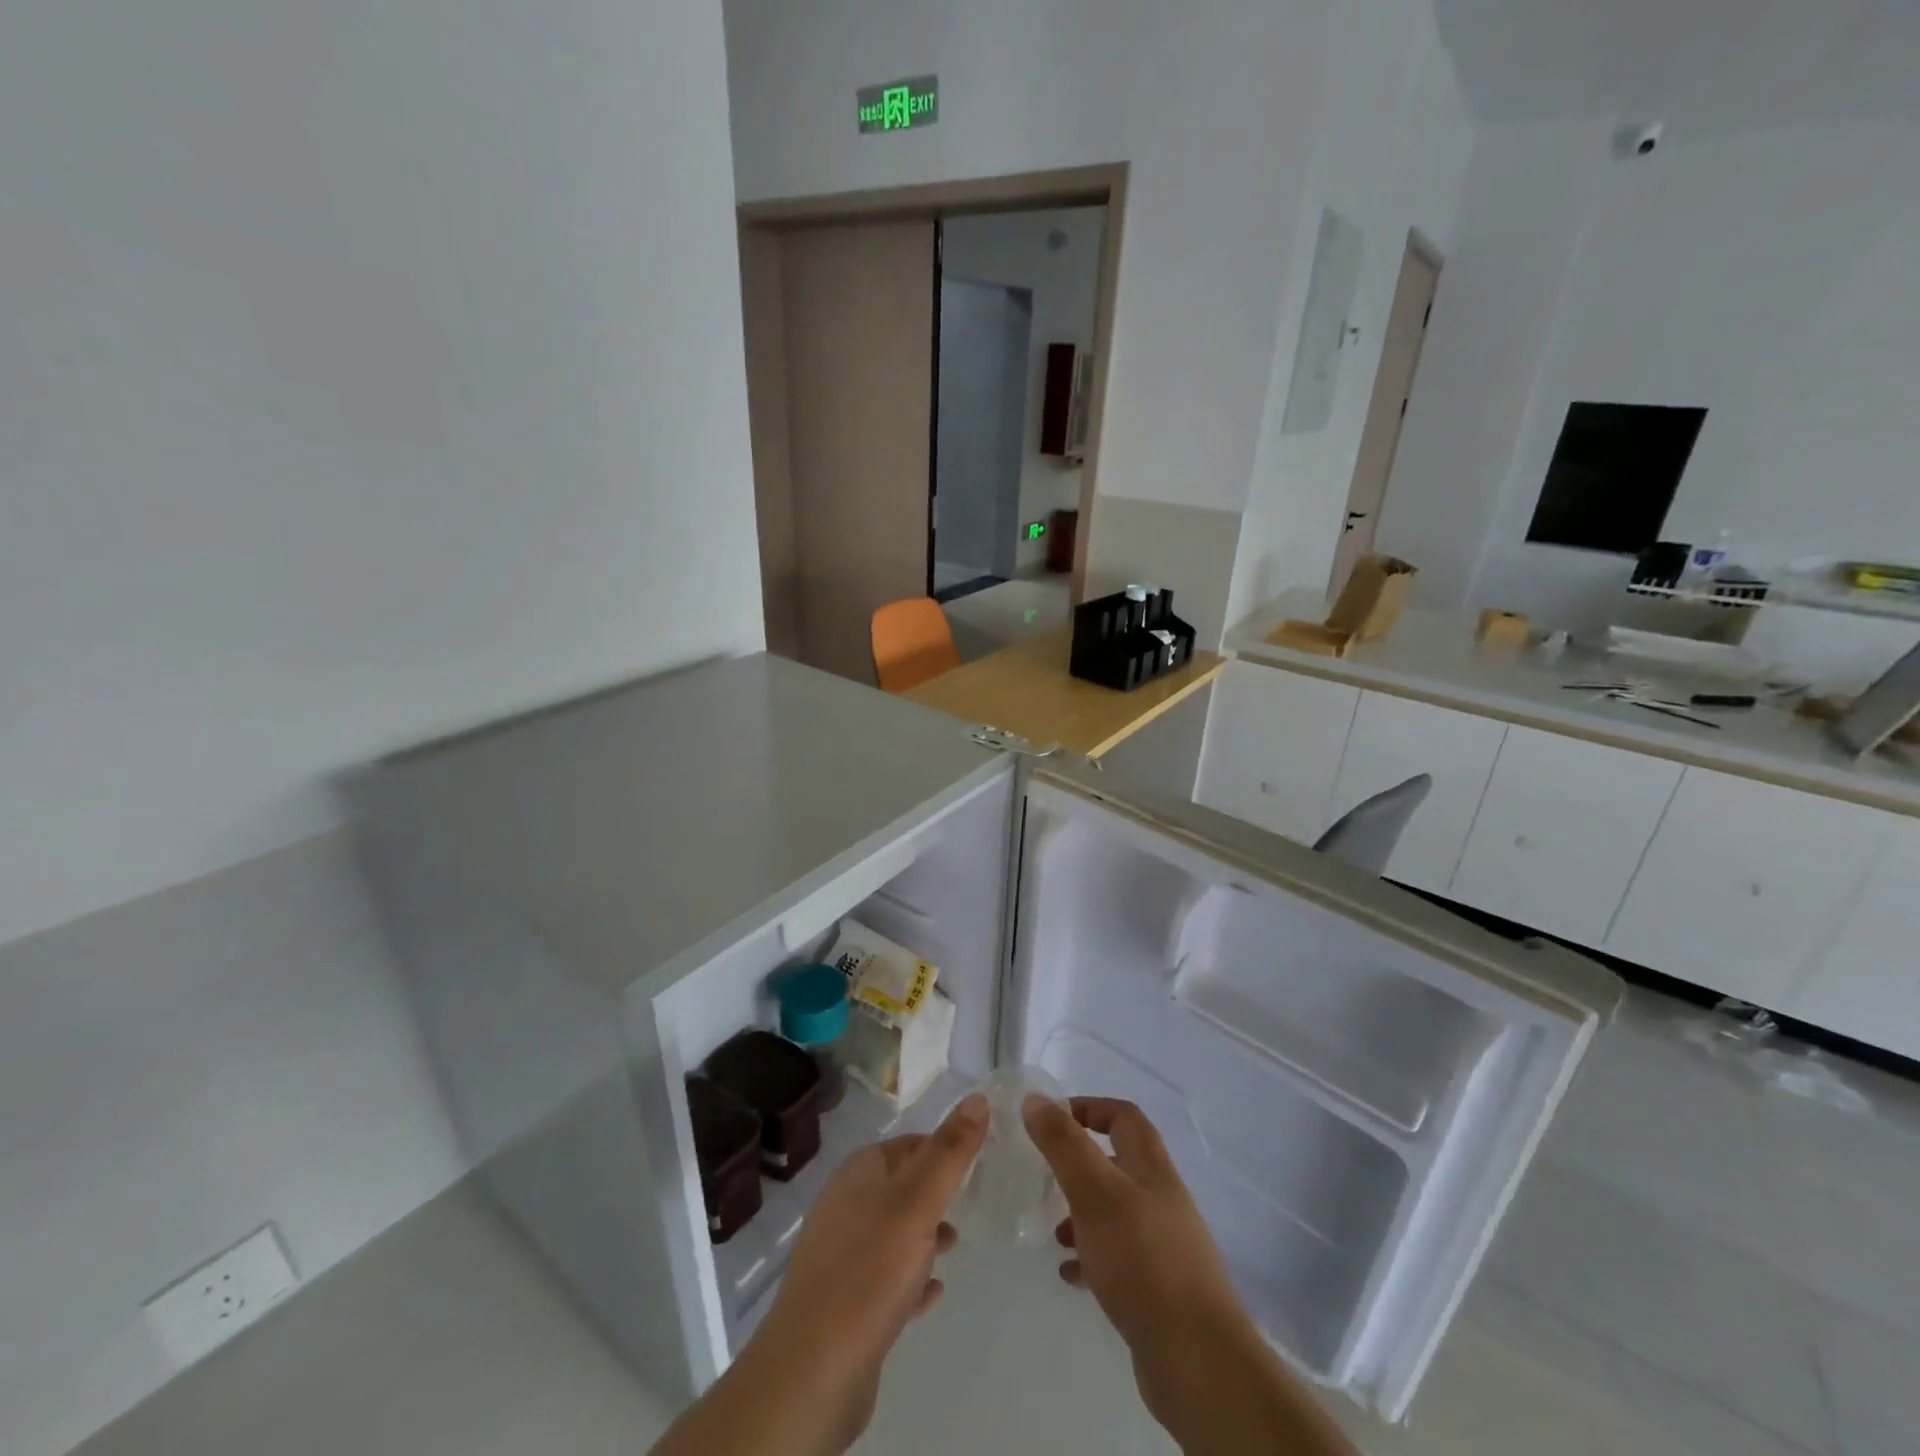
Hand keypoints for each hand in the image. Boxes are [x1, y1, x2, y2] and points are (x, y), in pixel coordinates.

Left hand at [651, 1094, 986, 1455]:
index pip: (907, 1144)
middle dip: (935, 1191)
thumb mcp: (918, 1202)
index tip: (978, 1159)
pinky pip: (886, 1279)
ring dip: (924, 1234)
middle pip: (900, 1186)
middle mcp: (845, 1206)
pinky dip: (911, 1278)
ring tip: (957, 1243)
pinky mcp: (845, 1303)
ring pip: (893, 1232)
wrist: (812, 1371)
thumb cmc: (869, 1271)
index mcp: (858, 1173)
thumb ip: (949, 1152)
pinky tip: (934, 1292)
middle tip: (973, 1200)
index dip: (942, 1147)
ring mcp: (842, 1255)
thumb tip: (978, 1098)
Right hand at [1024, 1095, 1358, 1455]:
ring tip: (1055, 1234)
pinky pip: (1119, 1259)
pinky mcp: (1160, 1289)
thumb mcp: (1094, 1191)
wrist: (1198, 1360)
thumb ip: (1064, 1144)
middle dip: (1080, 1166)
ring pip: (1116, 1213)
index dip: (1089, 1108)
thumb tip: (1036, 1100)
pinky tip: (1071, 1275)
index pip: (1123, 1116)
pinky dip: (1092, 1258)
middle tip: (1047, 1179)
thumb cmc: (1143, 1259)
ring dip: (1083, 1215)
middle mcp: (1162, 1199)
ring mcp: (1164, 1245)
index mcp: (1152, 1168)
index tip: (1052, 1120)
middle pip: (1119, 1164)